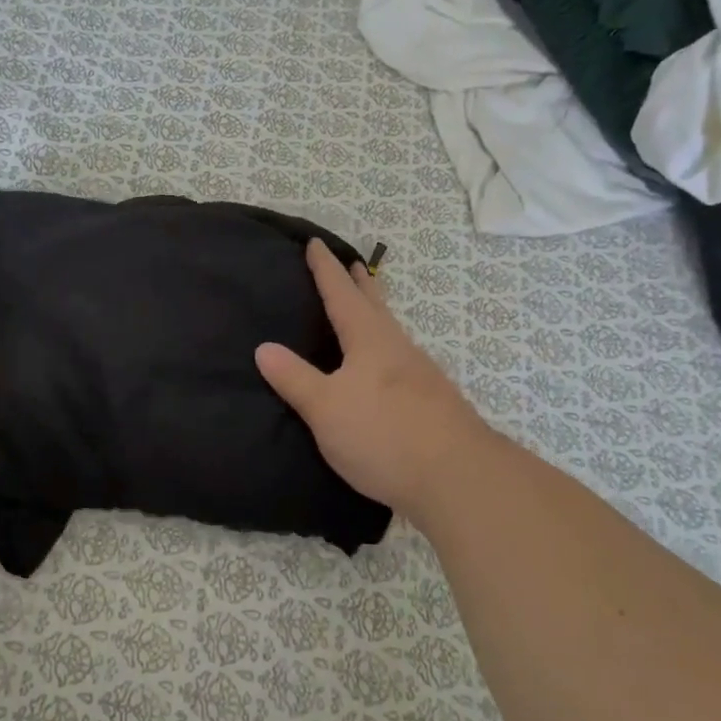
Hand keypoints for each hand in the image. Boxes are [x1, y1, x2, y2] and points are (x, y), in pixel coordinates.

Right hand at [256, 240, 495, 520]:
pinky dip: (385, 346)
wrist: (457, 477)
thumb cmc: (383, 435)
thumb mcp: (326, 408)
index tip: (316, 244)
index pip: (341, 294)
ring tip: (365, 309)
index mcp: (369, 340)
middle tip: (353, 263)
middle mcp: (397, 348)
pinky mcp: (431, 400)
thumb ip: (294, 378)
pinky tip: (385, 367)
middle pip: (375, 306)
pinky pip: (400, 358)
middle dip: (360, 284)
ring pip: (390, 331)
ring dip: (376, 313)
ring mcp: (420, 374)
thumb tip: (263, 347)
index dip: (326, 269)